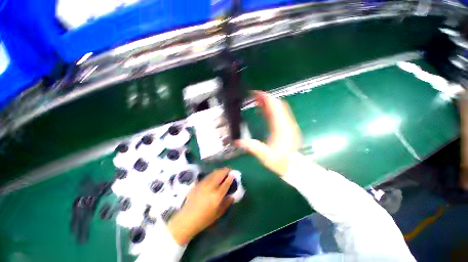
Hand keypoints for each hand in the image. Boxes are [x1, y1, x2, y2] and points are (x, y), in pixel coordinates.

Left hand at [167, 168, 233, 244]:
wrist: (186, 219)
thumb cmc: (204, 219)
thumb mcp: (218, 213)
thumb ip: (226, 203)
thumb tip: (232, 196)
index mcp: (217, 195)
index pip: (226, 183)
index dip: (231, 177)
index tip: (233, 174)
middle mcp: (210, 187)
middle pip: (219, 174)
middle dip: (226, 170)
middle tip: (229, 170)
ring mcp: (203, 184)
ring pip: (213, 173)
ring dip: (219, 171)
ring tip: (222, 171)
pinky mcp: (197, 184)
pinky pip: (207, 176)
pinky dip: (212, 174)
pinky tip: (213, 175)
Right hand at [236, 91, 301, 176]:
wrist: (294, 166)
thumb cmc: (280, 161)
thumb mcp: (265, 155)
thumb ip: (252, 147)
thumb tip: (237, 141)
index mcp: (281, 127)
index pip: (274, 107)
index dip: (265, 98)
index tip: (255, 94)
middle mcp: (286, 123)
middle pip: (278, 104)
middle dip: (266, 98)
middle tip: (253, 97)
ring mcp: (289, 124)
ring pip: (280, 107)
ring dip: (268, 103)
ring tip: (256, 102)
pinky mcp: (288, 126)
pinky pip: (280, 113)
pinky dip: (271, 109)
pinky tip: (263, 111)